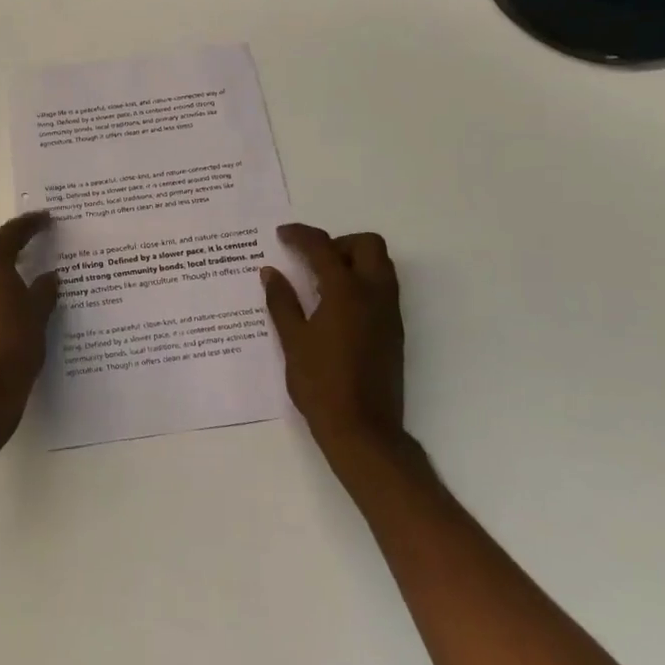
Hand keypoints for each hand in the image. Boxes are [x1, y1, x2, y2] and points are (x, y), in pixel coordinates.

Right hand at [262, 224, 406, 464]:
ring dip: (353, 260)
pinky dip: (361, 281)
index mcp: (346, 292)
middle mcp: (374, 294)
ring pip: (380, 265)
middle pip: (366, 245)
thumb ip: (282, 301)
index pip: (324, 247)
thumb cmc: (321, 384)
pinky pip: (382, 288)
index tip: (282, 234)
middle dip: (338, 242)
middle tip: (311, 259)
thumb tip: (271, 272)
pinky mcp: (393, 330)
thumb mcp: (293, 341)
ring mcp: (389, 312)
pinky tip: (334, 305)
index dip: (301, 235)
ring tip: (320, 281)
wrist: (363, 430)